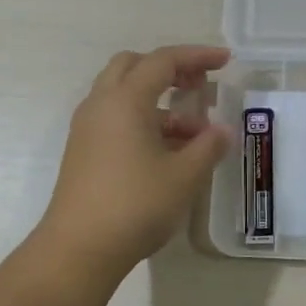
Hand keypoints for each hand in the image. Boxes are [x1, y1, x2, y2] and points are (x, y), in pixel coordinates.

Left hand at [35, 45, 233, 279]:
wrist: (79, 248)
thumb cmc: (135, 205)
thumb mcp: (184, 176)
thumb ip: (208, 146)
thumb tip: (222, 130)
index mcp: (125, 100)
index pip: (163, 61)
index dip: (197, 56)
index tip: (225, 61)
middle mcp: (101, 105)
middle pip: (134, 66)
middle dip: (169, 69)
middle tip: (198, 86)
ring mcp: (87, 128)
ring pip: (123, 95)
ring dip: (158, 102)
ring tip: (193, 134)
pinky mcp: (83, 151)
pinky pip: (115, 119)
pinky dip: (143, 121)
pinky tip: (168, 152)